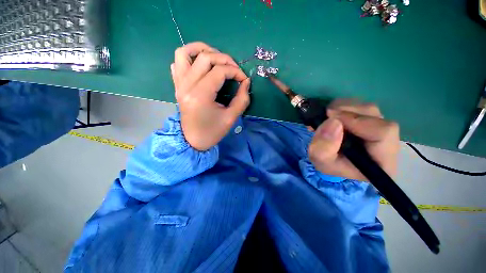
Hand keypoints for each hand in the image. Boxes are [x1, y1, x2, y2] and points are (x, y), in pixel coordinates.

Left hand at [170, 42, 250, 150]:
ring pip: (185, 52)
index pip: (220, 71)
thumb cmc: (212, 132)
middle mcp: (187, 85)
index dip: (235, 71)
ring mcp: (179, 84)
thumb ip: (242, 99)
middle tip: (235, 69)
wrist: (193, 141)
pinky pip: (177, 63)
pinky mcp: (177, 86)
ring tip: (216, 58)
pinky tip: (200, 66)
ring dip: (202, 49)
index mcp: (201, 95)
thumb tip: (246, 82)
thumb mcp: (231, 118)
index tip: (244, 79)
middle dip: (224, 59)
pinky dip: (189, 58)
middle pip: (205, 57)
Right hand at [308, 99, 399, 180]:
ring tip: (327, 116)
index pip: (383, 132)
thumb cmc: (328, 163)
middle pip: (375, 116)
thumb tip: (333, 121)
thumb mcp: (320, 159)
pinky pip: (362, 106)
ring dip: (343, 108)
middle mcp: (389, 143)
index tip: (331, 118)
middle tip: (326, 115)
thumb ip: (323, 147)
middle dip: (346, 112)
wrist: (330, 159)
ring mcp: (382, 129)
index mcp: (383, 160)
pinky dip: (344, 106)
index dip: (356, 121)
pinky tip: (333, 115)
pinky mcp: (373, 120)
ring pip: (368, 108)